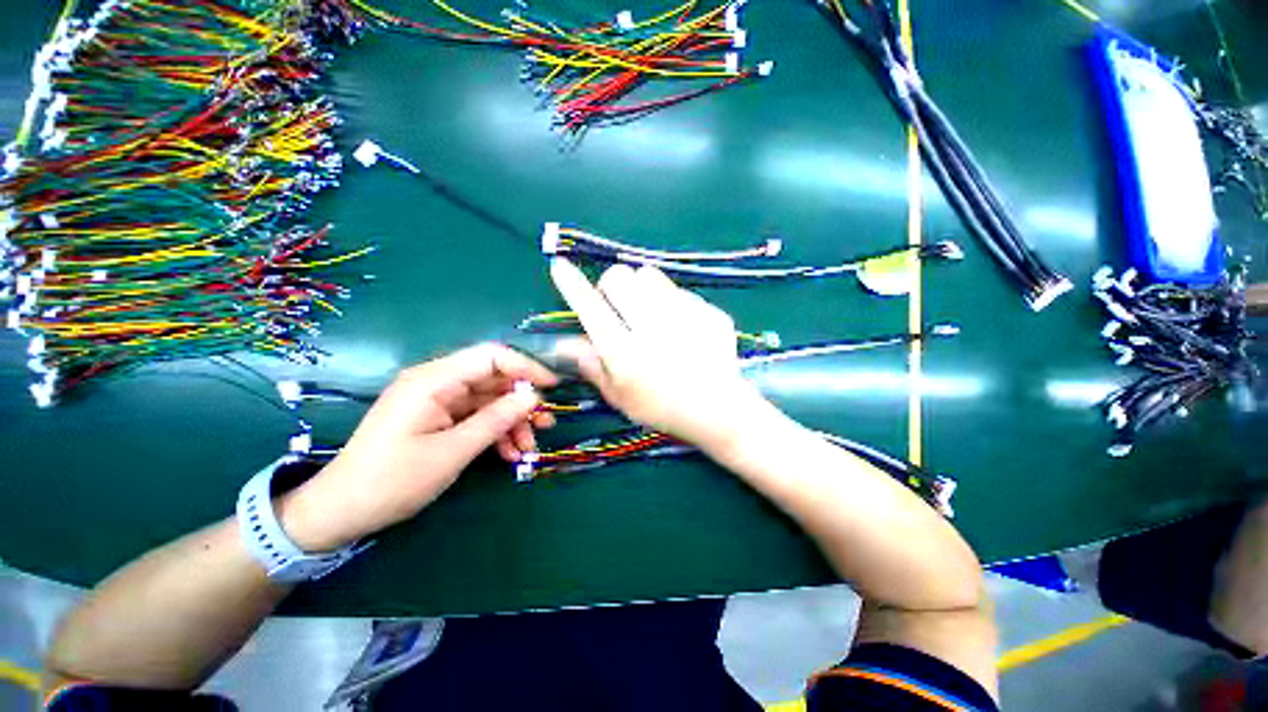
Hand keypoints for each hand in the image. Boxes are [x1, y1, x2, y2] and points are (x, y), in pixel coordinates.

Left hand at [280, 344, 558, 550]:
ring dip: (512, 423)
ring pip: (489, 401)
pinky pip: (476, 417)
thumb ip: (496, 420)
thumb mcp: (452, 452)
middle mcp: (436, 383)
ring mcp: (437, 401)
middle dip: (522, 403)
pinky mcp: (438, 418)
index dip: (525, 367)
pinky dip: (495, 433)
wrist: (341, 511)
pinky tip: (509, 454)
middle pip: (493, 380)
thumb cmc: (392, 481)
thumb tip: (533, 398)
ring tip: (528, 448)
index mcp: (433, 380)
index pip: (490, 356)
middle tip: (545, 425)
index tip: (551, 387)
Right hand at [549, 258, 768, 450]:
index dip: (571, 285)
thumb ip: (591, 365)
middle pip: (619, 277)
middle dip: (611, 285)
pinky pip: (679, 290)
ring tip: (649, 311)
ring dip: (640, 287)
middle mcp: (653, 328)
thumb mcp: (620, 396)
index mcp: (626, 353)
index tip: (560, 266)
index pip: (590, 308)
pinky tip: (681, 326)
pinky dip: (671, 301)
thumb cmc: (662, 408)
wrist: (718, 410)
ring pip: (649, 274)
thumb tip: (563, 343)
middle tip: (618, 305)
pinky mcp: (707, 311)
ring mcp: (685, 316)